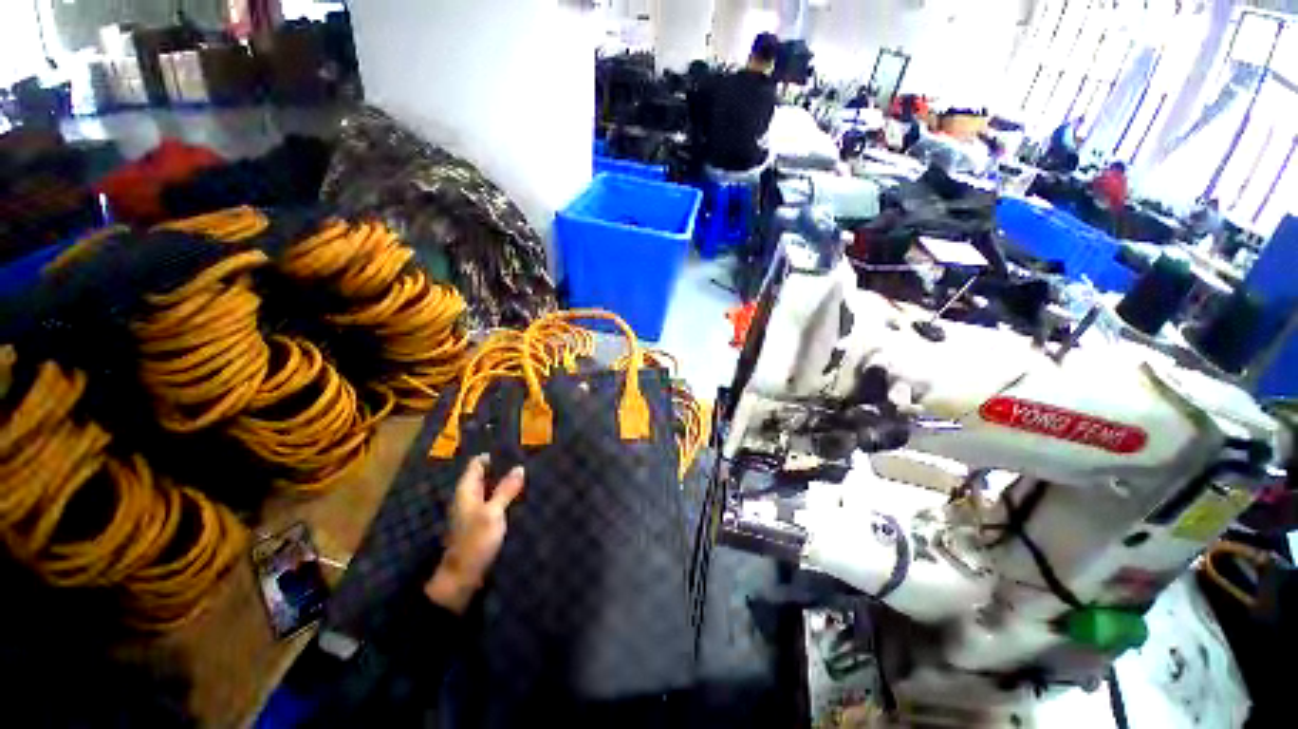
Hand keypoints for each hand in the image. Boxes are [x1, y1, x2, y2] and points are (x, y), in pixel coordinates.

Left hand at [424, 455, 523, 612]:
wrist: (462, 577)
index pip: (477, 464)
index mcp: (466, 491)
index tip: (513, 448)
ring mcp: (474, 511)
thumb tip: (519, 468)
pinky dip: (506, 497)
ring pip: (491, 490)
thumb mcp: (493, 513)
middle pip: (485, 476)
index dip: (493, 455)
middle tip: (527, 459)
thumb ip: (506, 490)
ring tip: (529, 474)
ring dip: (506, 483)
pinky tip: (521, 496)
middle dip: (503, 468)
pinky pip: (495, 503)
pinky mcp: (482, 523)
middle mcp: (468, 498)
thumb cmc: (475, 541)